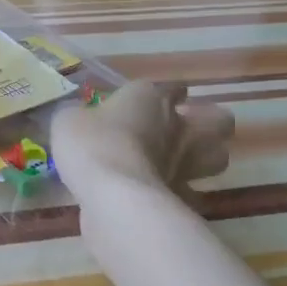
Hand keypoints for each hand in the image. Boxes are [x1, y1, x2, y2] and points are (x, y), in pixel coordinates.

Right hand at [52, 81, 231, 203]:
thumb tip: (80, 119)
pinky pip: (193, 194)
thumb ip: (79, 116)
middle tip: (185, 130)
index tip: (159, 98)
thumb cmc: (91, 144)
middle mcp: (178, 127)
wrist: (113, 193)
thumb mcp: (68, 120)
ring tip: (183, 162)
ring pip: (218, 157)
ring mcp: (187, 164)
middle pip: (218, 120)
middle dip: (207, 122)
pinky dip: (184, 195)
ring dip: (205, 158)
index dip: (167, 93)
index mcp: (149, 99)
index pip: (171, 88)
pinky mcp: (184, 197)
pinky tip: (167, 197)